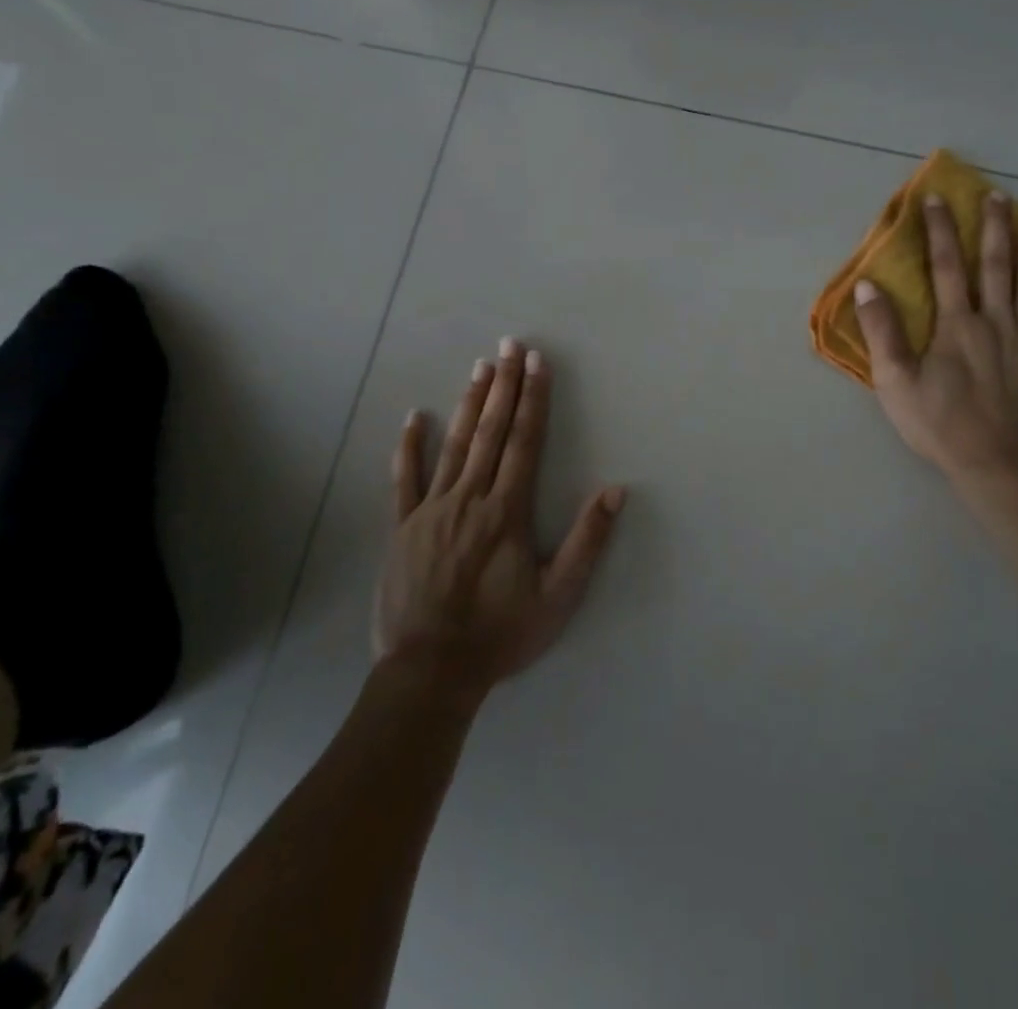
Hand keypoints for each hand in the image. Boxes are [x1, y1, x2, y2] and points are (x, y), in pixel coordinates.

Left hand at [378, 339, 624, 691]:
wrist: (430, 672)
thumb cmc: (500, 634)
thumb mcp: (558, 596)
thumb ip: (587, 541)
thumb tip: (615, 491)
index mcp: (507, 510)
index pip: (524, 441)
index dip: (533, 399)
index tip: (537, 363)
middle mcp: (469, 498)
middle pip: (491, 431)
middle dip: (504, 385)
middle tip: (510, 345)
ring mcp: (431, 510)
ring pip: (454, 445)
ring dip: (469, 403)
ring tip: (480, 366)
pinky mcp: (403, 528)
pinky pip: (404, 479)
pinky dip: (409, 446)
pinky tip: (414, 417)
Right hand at [855, 192, 1017, 483]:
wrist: (997, 467)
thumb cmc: (940, 425)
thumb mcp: (895, 381)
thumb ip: (881, 331)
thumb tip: (867, 286)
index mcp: (956, 325)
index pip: (945, 267)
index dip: (940, 231)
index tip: (937, 198)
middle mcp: (996, 323)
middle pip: (995, 267)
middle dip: (994, 228)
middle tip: (999, 196)